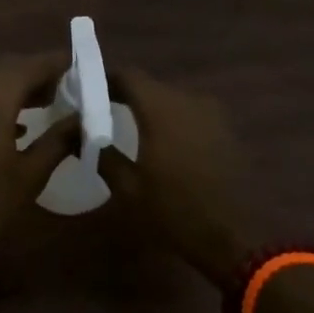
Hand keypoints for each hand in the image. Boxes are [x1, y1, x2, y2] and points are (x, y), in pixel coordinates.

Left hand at [0, 53, 76, 264]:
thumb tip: (83, 120)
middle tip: (68, 87)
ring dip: (18, 87)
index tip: (84, 66)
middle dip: (39, 74)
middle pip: (9, 68)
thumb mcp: (29, 175)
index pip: (33, 65)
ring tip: (47, 102)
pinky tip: (15, 124)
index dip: (59, 63)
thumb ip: (58, 141)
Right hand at [98, 70, 261, 293]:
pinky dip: (173, 121)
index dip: (106, 79)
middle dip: (127, 94)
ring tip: (131, 127)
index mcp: (161, 109)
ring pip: (172, 100)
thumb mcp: (128, 188)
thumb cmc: (174, 212)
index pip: (128, 76)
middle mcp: (188, 101)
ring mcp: (212, 114)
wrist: (234, 237)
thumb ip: (101, 154)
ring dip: (151, 108)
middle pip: (151, 86)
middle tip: (104, 111)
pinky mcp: (226, 130)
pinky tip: (163, 143)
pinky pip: (191, 114)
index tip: (87, 90)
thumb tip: (78, 134)